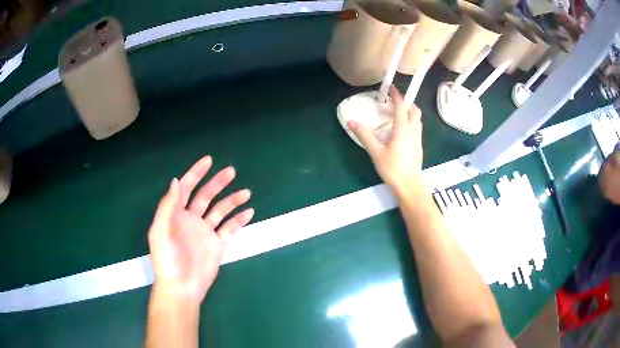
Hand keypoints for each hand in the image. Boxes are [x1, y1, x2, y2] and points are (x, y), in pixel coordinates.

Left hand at [148, 156, 254, 304]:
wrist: (181, 288)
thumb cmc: (167, 260)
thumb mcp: (160, 232)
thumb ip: (167, 207)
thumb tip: (176, 181)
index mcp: (176, 214)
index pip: (186, 188)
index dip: (195, 174)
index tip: (208, 161)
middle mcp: (191, 219)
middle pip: (206, 196)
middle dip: (217, 183)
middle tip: (231, 171)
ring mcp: (205, 231)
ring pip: (220, 210)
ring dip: (232, 200)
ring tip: (246, 193)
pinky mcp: (217, 244)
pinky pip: (229, 228)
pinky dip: (239, 220)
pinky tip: (249, 212)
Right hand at [347, 85, 423, 189]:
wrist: (409, 185)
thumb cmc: (393, 168)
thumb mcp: (376, 152)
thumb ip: (364, 135)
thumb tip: (351, 122)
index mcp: (403, 128)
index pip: (401, 106)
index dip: (397, 95)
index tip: (391, 88)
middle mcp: (413, 130)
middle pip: (414, 110)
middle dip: (406, 102)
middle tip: (395, 102)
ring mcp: (418, 138)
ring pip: (417, 119)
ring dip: (410, 112)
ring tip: (398, 114)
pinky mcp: (419, 146)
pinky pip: (417, 127)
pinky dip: (411, 122)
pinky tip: (402, 130)